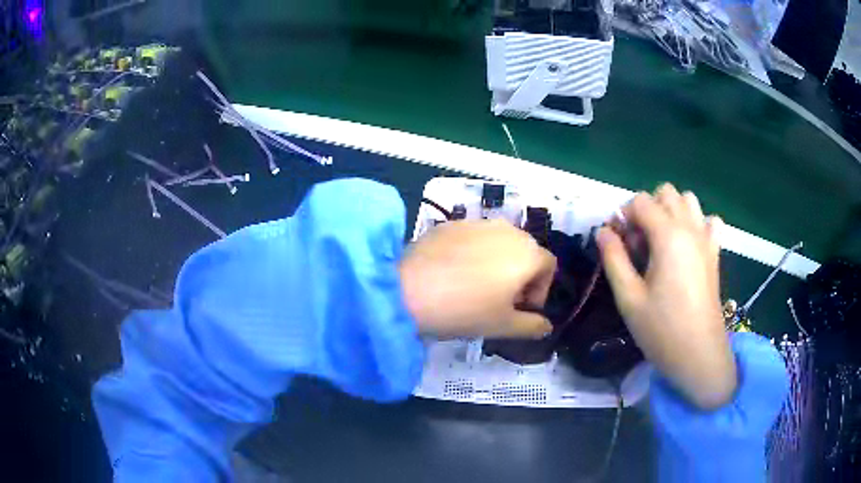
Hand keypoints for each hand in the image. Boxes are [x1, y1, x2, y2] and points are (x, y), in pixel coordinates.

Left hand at [399, 220, 555, 338]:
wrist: (407, 289)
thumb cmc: (465, 310)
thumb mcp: (503, 325)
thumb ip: (532, 327)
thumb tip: (546, 327)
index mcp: (527, 252)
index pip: (549, 266)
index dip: (541, 290)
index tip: (522, 309)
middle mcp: (507, 230)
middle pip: (525, 251)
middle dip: (520, 276)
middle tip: (501, 301)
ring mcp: (477, 222)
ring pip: (498, 243)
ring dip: (497, 264)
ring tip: (476, 288)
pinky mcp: (450, 224)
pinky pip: (472, 239)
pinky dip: (473, 254)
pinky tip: (452, 275)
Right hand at [597, 184, 736, 409]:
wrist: (699, 354)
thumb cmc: (661, 329)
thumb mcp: (628, 298)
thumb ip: (613, 258)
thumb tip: (603, 231)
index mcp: (667, 235)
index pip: (640, 201)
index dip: (623, 216)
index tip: (617, 243)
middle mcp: (689, 228)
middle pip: (665, 193)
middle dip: (647, 209)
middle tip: (639, 243)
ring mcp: (706, 238)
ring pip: (688, 200)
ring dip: (671, 211)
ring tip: (661, 242)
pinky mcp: (715, 253)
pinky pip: (708, 221)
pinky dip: (696, 223)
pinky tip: (687, 247)